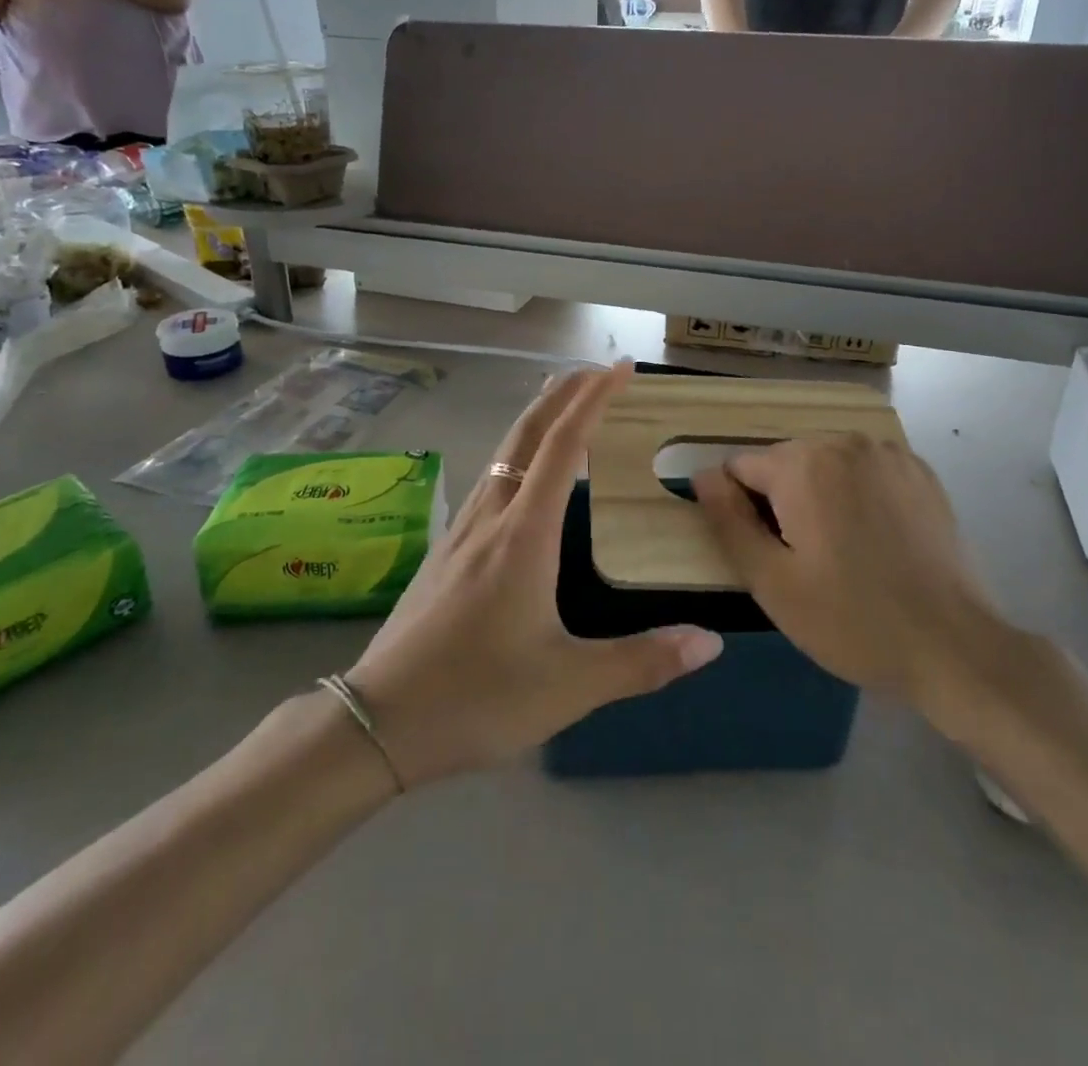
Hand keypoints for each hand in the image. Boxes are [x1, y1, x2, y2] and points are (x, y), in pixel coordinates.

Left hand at [346, 365, 723, 786]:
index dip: (593, 400)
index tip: (619, 370)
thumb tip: (708, 642)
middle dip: (563, 393)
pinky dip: (518, 452)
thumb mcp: (568, 686)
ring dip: (537, 418)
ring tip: (565, 405)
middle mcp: (491, 516)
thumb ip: (642, 662)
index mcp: (524, 534)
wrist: (379, 719)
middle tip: (597, 371)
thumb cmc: (477, 695)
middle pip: (525, 433)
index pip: (563, 446)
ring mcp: (462, 530)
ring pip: (502, 452)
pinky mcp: (447, 549)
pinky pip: (490, 477)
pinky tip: (524, 474)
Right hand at [693, 437, 1026, 740]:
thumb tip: (703, 475)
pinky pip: (864, 472)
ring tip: (842, 554)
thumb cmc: (852, 620)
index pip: (739, 468)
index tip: (768, 555)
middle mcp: (844, 441)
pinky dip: (856, 495)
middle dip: (781, 502)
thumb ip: (728, 521)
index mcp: (803, 463)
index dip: (742, 512)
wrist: (955, 648)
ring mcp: (889, 453)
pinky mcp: (920, 472)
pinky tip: (875, 540)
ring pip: (824, 466)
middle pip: (783, 464)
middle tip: (805, 562)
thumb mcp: (771, 582)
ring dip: (818, 498)